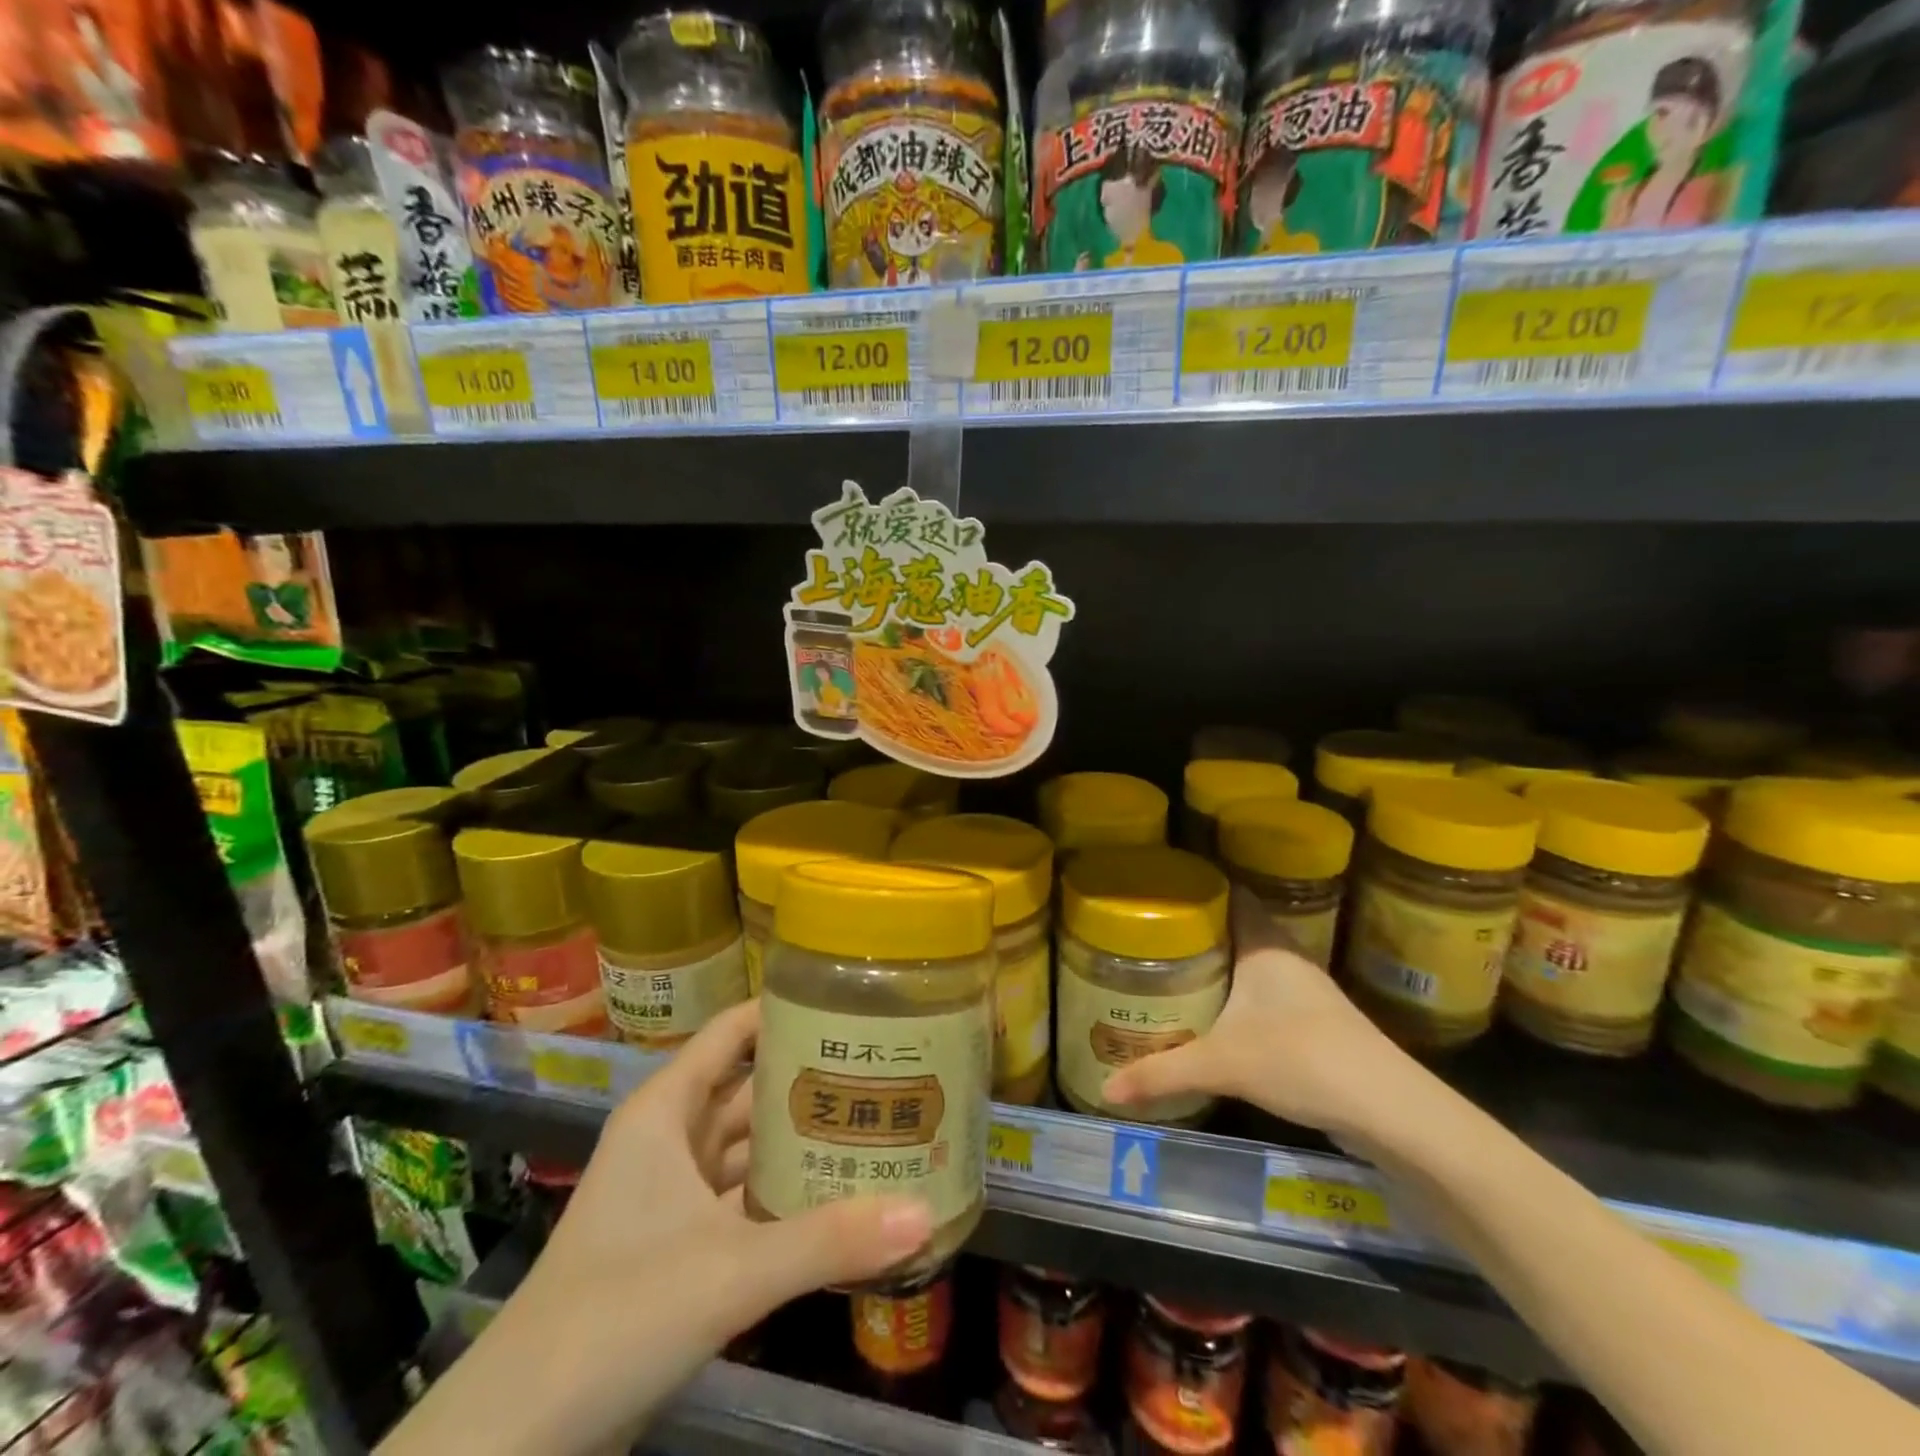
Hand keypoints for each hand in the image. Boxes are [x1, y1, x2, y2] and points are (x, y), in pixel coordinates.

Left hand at [392, 1003, 933, 1455]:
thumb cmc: (614, 1316)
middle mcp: (669, 1139)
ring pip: (748, 1148)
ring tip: (878, 1121)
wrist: (515, 1443)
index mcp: (666, 1111)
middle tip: (887, 1064)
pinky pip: (744, 1200)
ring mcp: (672, 1195)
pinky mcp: (679, 1248)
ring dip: (802, 1140)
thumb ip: (827, 1241)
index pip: (733, 1031)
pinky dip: (785, 1196)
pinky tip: (839, 1197)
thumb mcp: (729, 1272)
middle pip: (750, 1089)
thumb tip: (924, 1212)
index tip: (851, 1002)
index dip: (785, 1010)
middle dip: (811, 1078)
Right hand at [1102, 888, 1416, 1139]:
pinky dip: (1238, 997)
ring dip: (1219, 967)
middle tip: (1148, 938)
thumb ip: (1161, 1073)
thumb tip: (1106, 1090)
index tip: (1157, 892)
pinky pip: (1265, 995)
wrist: (1390, 1110)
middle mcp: (1286, 958)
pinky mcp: (1316, 1023)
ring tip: (1172, 973)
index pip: (1230, 895)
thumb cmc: (1301, 1060)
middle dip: (1197, 933)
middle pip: (1236, 929)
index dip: (1197, 889)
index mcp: (1264, 945)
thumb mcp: (1221, 1065)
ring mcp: (1305, 991)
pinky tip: (1214, 1017)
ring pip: (1252, 964)